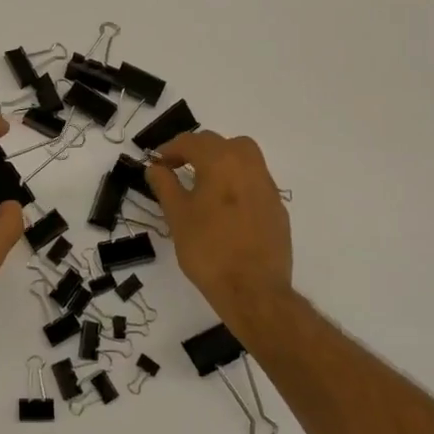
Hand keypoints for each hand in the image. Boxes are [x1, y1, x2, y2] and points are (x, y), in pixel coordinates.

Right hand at [148, 131, 293, 323]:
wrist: (254, 290)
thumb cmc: (208, 250)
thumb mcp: (177, 216)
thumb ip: (165, 185)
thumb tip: (156, 168)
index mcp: (221, 162)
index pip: (192, 142)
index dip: (170, 149)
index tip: (157, 163)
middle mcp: (248, 166)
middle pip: (222, 143)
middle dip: (198, 150)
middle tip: (179, 168)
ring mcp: (267, 187)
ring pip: (244, 158)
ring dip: (222, 161)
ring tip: (204, 184)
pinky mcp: (278, 209)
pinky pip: (255, 182)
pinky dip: (237, 182)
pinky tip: (226, 207)